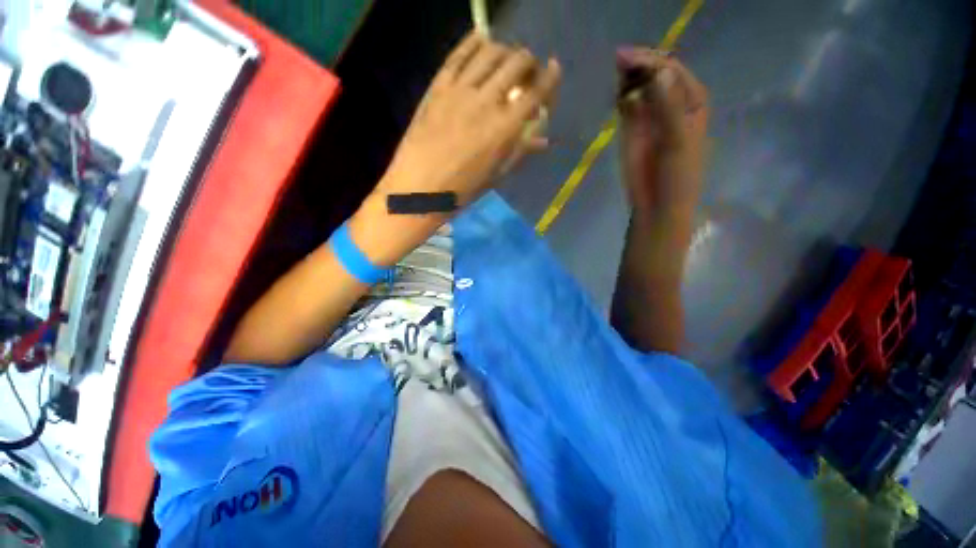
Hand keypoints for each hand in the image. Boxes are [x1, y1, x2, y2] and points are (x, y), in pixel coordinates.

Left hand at [350, 33, 560, 265]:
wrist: (418, 190)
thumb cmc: (461, 191)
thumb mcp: (495, 176)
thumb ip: (520, 151)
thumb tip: (543, 139)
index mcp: (504, 130)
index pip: (536, 92)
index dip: (550, 77)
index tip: (554, 70)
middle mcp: (486, 102)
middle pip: (517, 63)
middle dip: (529, 62)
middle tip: (528, 71)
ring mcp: (460, 91)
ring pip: (491, 51)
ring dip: (505, 50)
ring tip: (506, 59)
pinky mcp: (438, 87)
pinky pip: (459, 54)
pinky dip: (474, 42)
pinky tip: (481, 41)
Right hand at [617, 48, 707, 217]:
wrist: (658, 204)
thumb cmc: (677, 176)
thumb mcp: (677, 142)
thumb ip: (668, 109)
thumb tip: (658, 74)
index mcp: (692, 101)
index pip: (673, 71)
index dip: (652, 62)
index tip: (629, 57)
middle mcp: (672, 103)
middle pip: (655, 75)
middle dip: (639, 66)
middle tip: (618, 61)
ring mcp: (651, 116)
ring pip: (640, 88)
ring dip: (629, 80)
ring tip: (617, 76)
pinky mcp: (632, 130)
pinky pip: (627, 106)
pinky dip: (621, 98)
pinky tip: (616, 98)